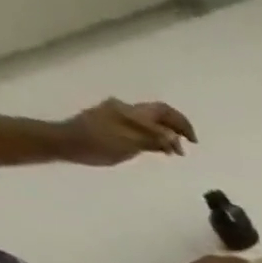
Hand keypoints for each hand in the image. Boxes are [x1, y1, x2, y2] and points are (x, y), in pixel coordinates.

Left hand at [64, 98, 195, 165]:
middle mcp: (126, 110)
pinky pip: (140, 127)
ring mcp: (118, 116)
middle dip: (175, 129)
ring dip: (165, 135)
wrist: (68, 142)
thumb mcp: (130, 142)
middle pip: (157, 115)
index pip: (163, 111)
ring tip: (174, 152)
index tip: (193, 141)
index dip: (181, 123)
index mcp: (132, 113)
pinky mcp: (113, 124)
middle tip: (186, 147)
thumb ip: (154, 139)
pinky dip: (153, 137)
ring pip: (149, 122)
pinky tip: (156, 148)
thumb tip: (175, 138)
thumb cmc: (99, 143)